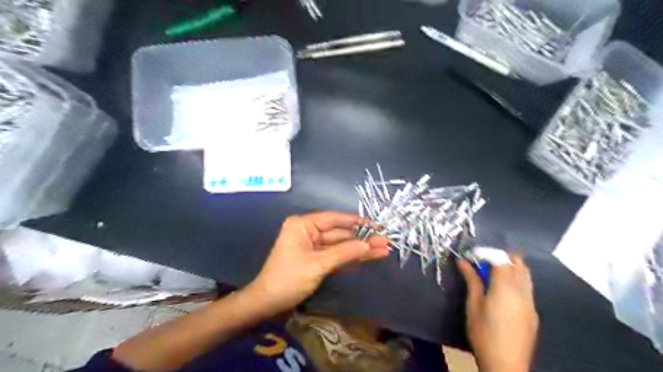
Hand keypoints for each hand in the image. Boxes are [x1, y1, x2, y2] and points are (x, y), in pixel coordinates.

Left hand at [244, 213, 388, 314]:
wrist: (268, 304)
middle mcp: (308, 232)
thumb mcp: (318, 264)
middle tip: (385, 241)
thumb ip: (344, 252)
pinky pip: (336, 256)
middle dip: (362, 239)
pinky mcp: (316, 260)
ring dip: (360, 250)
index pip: (333, 219)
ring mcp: (313, 247)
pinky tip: (368, 258)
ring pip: (340, 246)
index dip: (355, 222)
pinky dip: (351, 258)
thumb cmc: (289, 278)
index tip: (375, 224)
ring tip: (383, 250)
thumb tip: (368, 244)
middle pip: (340, 234)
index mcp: (303, 225)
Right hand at [459, 254, 540, 371]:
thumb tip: (462, 261)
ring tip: (493, 273)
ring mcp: (531, 302)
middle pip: (518, 263)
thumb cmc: (483, 333)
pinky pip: (528, 288)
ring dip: (511, 267)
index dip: (486, 252)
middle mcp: (522, 291)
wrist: (506, 365)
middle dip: (501, 257)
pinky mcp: (534, 312)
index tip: (472, 255)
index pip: (500, 259)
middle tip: (483, 262)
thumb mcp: (473, 305)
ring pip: (526, 274)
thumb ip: (471, 280)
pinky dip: (517, 280)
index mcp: (505, 287)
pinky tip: (504, 291)